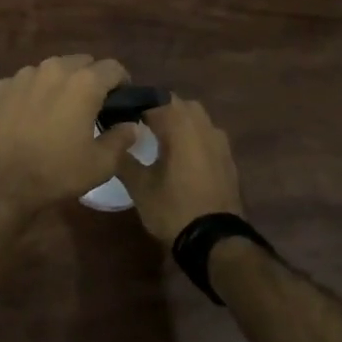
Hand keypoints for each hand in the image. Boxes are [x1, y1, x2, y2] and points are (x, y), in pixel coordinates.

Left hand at [0, 56, 141, 217]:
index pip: (114, 68)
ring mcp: (24, 74)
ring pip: (52, 70)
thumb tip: (131, 126)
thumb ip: (122, 139)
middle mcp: (54, 68)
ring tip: (58, 110)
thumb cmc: (55, 172)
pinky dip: (34, 92)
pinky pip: (26, 82)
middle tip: (91, 107)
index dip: (122, 83)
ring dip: (61, 83)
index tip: (121, 103)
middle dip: (91, 79)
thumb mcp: (100, 164)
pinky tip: (30, 117)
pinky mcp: (1, 86)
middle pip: (82, 63)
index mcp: (84, 82)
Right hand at [113, 96, 243, 246]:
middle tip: (138, 125)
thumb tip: (113, 139)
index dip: (134, 104)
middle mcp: (202, 125)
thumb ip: (124, 158)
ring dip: (178, 121)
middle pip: (177, 104)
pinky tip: (182, 157)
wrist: (217, 241)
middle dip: (158, 109)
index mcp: (179, 125)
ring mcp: (219, 140)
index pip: (153, 99)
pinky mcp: (228, 157)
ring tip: (159, 140)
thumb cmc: (174, 209)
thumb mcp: (140, 187)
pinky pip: (207, 135)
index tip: (119, 114)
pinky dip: (193, 137)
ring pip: (195, 117)